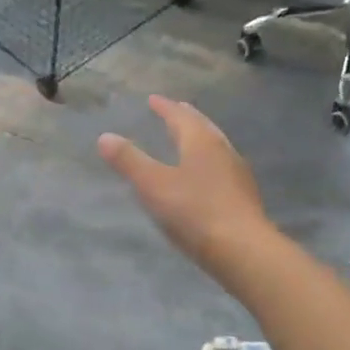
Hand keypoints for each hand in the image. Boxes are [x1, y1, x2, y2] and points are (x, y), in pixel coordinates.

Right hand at [97, 96, 269, 271]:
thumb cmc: (194, 213)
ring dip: (201, 139)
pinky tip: (207, 177)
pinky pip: (223, 168)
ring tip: (190, 140)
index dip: (165, 107)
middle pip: (203, 127)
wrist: (242, 249)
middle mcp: (223, 151)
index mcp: (201, 142)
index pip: (180, 116)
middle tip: (175, 111)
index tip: (153, 99)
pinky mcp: (244, 198)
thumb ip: (129, 161)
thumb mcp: (153, 186)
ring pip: (217, 147)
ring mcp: (238, 174)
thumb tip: (105, 137)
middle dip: (187, 118)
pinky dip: (210, 163)